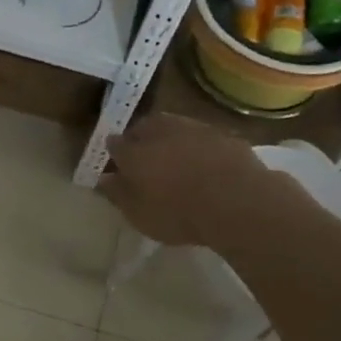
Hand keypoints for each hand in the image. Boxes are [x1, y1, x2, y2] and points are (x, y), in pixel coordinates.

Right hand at [99, 114, 268, 245]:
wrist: (237, 202)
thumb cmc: (179, 214)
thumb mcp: (140, 215)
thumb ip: (119, 195)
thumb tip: (103, 180)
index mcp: (134, 152)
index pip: (114, 144)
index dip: (114, 154)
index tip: (116, 165)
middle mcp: (160, 131)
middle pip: (143, 127)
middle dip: (140, 138)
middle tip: (144, 157)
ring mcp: (193, 128)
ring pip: (173, 126)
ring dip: (169, 137)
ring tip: (174, 157)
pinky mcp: (222, 133)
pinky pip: (202, 136)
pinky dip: (197, 145)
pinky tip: (204, 161)